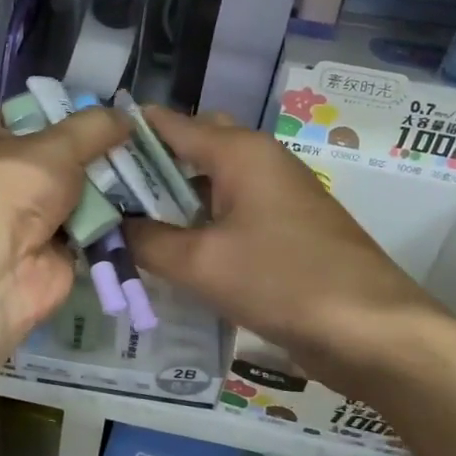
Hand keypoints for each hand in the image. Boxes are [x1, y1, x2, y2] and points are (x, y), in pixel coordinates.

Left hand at [0, 106, 129, 338]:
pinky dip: (108, 219)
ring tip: (150, 169)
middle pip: (56, 154)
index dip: (68, 112)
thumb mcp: (54, 146)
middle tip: (139, 142)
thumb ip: (93, 127)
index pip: (29, 114)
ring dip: (106, 185)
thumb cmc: (8, 191)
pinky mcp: (46, 247)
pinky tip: (142, 203)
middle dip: (94, 151)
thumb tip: (126, 116)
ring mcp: (22, 214)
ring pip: (74, 190)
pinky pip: (85, 224)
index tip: (110, 114)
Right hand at [124, 107, 455, 383]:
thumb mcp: (201, 263)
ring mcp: (275, 194)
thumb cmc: (284, 281)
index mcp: (238, 151)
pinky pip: (229, 211)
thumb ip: (146, 240)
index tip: (80, 155)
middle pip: (189, 147)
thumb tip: (108, 226)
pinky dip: (197, 223)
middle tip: (103, 196)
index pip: (167, 123)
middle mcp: (258, 160)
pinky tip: (171, 251)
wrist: (374, 332)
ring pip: (209, 182)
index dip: (122, 134)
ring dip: (170, 199)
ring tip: (125, 224)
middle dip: (145, 167)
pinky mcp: (285, 227)